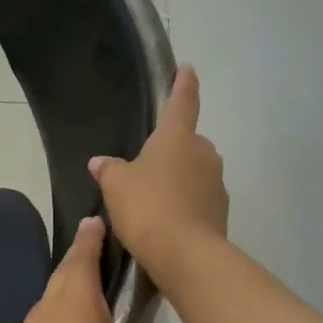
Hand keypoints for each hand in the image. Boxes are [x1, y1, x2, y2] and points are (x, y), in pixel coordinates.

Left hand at [0, 217, 152, 322]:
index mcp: (77, 301)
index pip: (84, 255)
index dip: (92, 237)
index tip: (95, 221)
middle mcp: (46, 308)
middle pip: (64, 276)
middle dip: (79, 263)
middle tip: (96, 259)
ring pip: (50, 307)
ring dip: (67, 304)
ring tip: (89, 318)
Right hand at [89, 64, 227, 285]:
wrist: (184, 254)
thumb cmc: (147, 206)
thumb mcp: (116, 185)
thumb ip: (109, 169)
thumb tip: (101, 162)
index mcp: (177, 137)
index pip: (182, 102)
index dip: (183, 84)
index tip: (188, 68)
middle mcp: (203, 153)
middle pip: (187, 143)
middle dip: (171, 151)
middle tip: (146, 168)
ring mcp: (216, 183)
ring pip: (194, 172)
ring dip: (178, 180)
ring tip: (152, 201)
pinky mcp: (221, 211)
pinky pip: (198, 199)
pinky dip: (184, 204)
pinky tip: (165, 221)